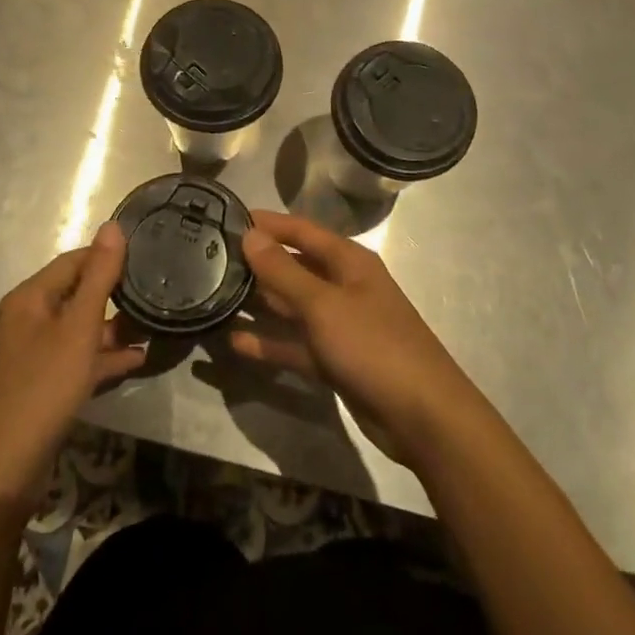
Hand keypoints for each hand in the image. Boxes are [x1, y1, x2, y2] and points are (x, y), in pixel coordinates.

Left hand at [0, 223, 147, 499]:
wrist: (2, 469)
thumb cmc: (42, 387)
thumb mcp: (78, 328)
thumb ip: (99, 277)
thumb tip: (113, 226)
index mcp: (28, 299)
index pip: (73, 261)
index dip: (108, 257)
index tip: (147, 257)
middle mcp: (26, 320)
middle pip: (75, 294)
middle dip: (114, 294)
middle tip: (156, 292)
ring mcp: (31, 355)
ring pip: (78, 330)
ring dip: (112, 328)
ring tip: (154, 325)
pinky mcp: (39, 386)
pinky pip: (75, 360)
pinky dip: (102, 358)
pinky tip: (136, 360)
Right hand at [230, 210, 486, 466]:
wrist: (422, 416)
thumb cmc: (373, 345)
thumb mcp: (323, 305)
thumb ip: (284, 271)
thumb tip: (250, 234)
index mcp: (349, 262)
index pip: (301, 231)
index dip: (268, 224)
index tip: (227, 218)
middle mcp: (344, 286)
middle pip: (295, 266)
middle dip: (259, 262)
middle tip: (212, 259)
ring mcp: (340, 325)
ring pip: (293, 306)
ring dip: (261, 302)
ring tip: (215, 295)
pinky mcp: (335, 360)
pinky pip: (296, 343)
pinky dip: (270, 342)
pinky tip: (235, 341)